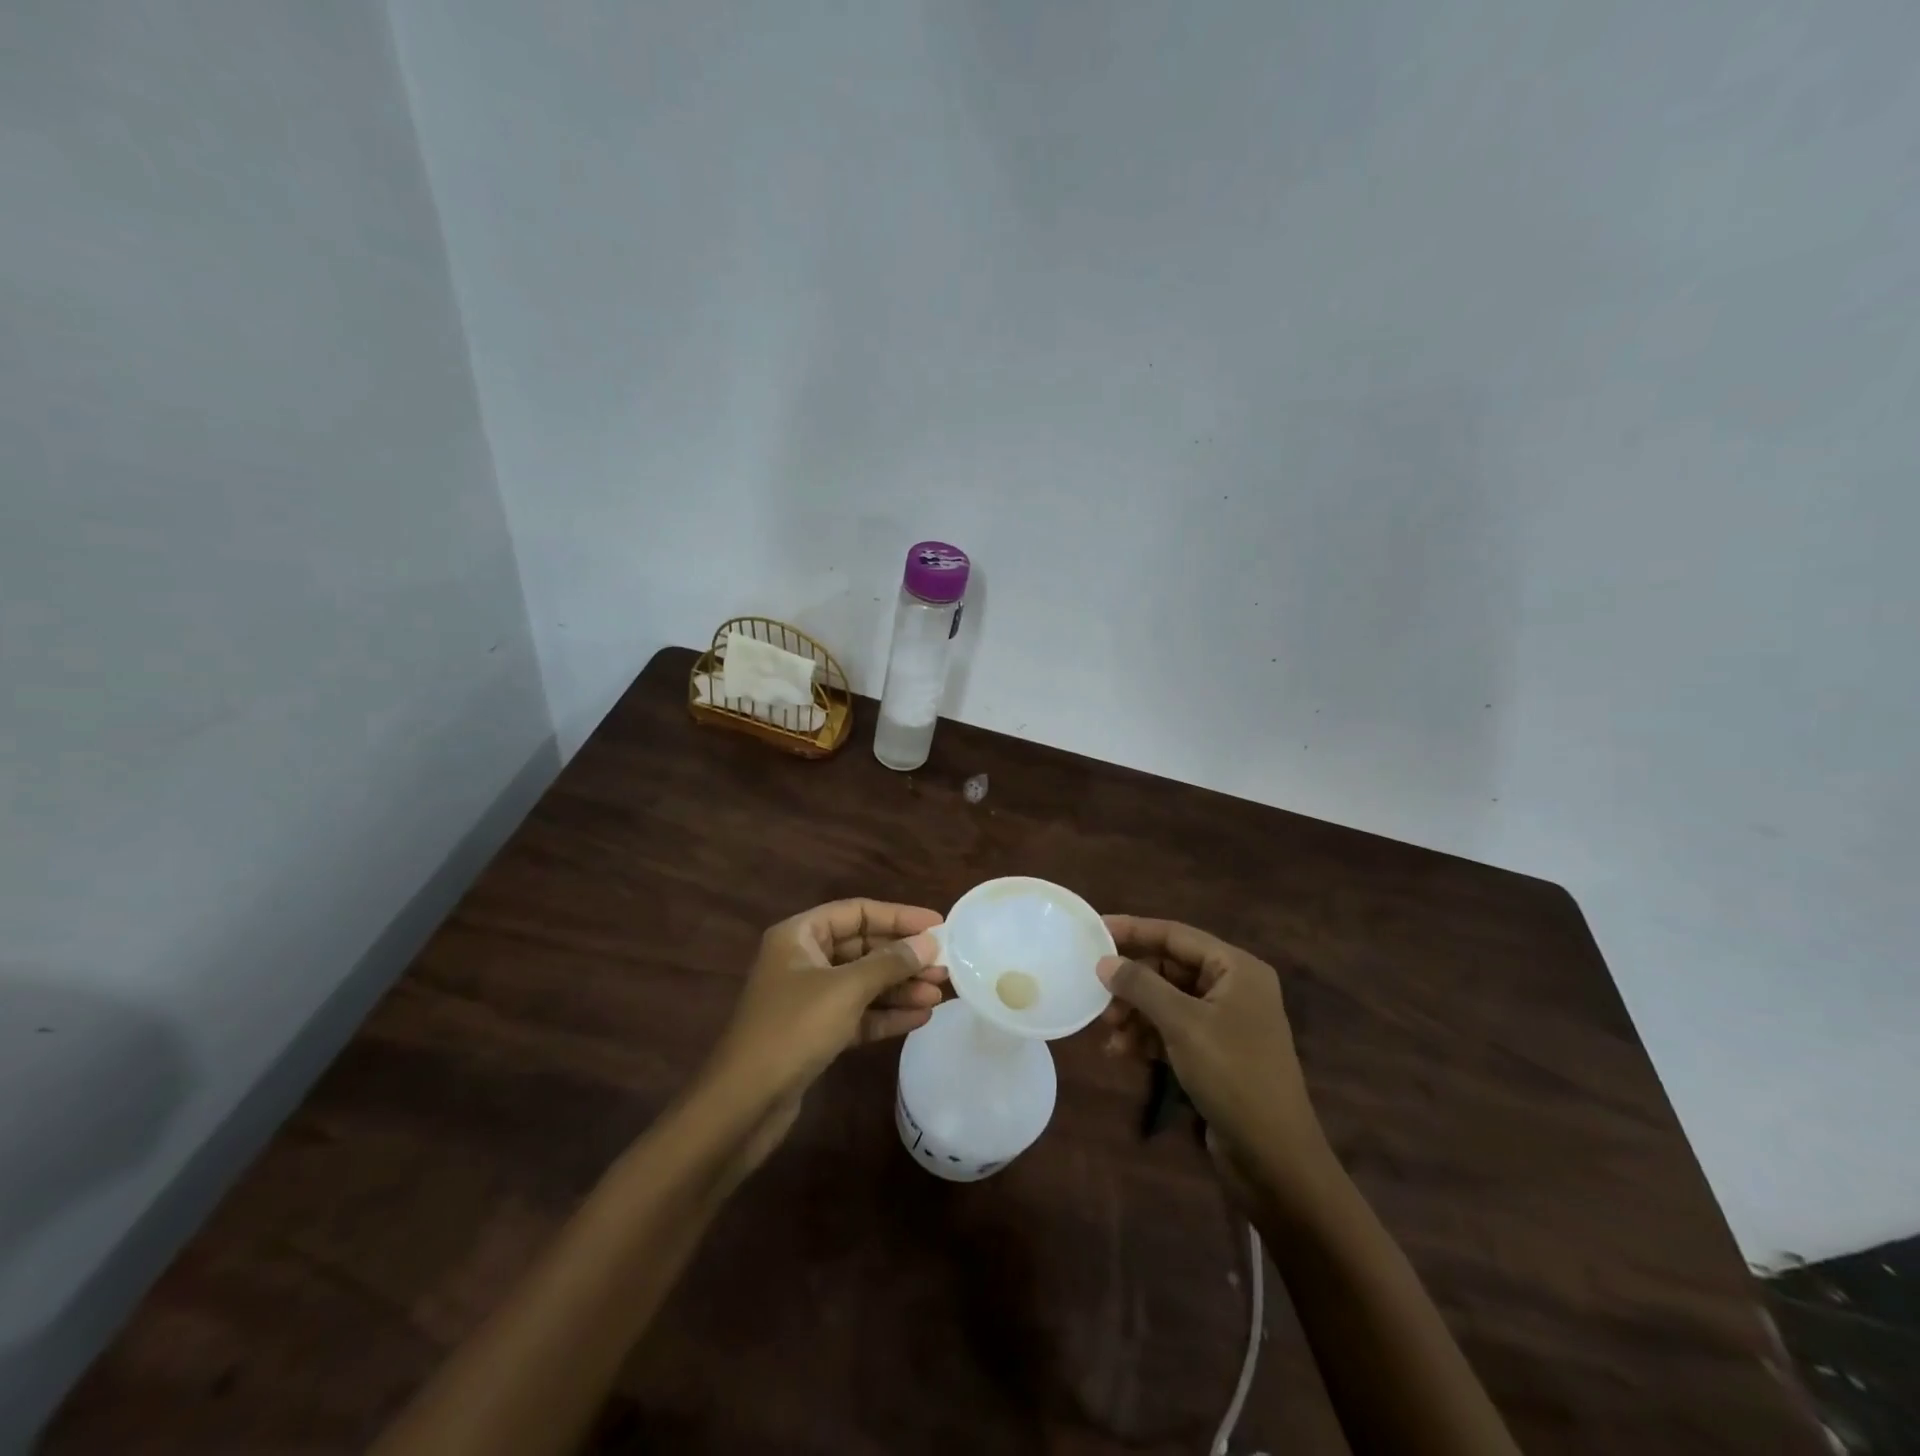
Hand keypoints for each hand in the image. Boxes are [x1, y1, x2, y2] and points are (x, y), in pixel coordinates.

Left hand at [704, 899, 946, 1117]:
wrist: (744, 1104)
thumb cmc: (793, 1030)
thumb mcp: (846, 989)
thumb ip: (890, 963)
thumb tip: (929, 942)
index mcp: (799, 935)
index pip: (857, 912)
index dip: (899, 916)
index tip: (938, 925)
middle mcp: (803, 960)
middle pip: (863, 948)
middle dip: (904, 957)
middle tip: (945, 966)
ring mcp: (809, 998)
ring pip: (864, 983)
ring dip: (901, 987)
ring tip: (940, 993)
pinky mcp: (815, 1033)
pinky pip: (858, 1014)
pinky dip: (886, 1015)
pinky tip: (920, 1017)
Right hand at [1098, 916, 1326, 1195]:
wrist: (1275, 1159)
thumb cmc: (1233, 1076)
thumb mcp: (1182, 1024)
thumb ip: (1141, 986)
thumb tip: (1104, 962)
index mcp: (1236, 969)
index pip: (1176, 935)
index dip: (1134, 930)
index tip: (1094, 930)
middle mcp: (1233, 988)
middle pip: (1169, 968)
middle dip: (1132, 982)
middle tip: (1098, 996)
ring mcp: (1225, 1023)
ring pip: (1167, 1001)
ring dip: (1136, 1013)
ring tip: (1109, 1032)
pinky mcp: (1215, 1054)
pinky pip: (1173, 1030)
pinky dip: (1148, 1037)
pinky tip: (1122, 1052)